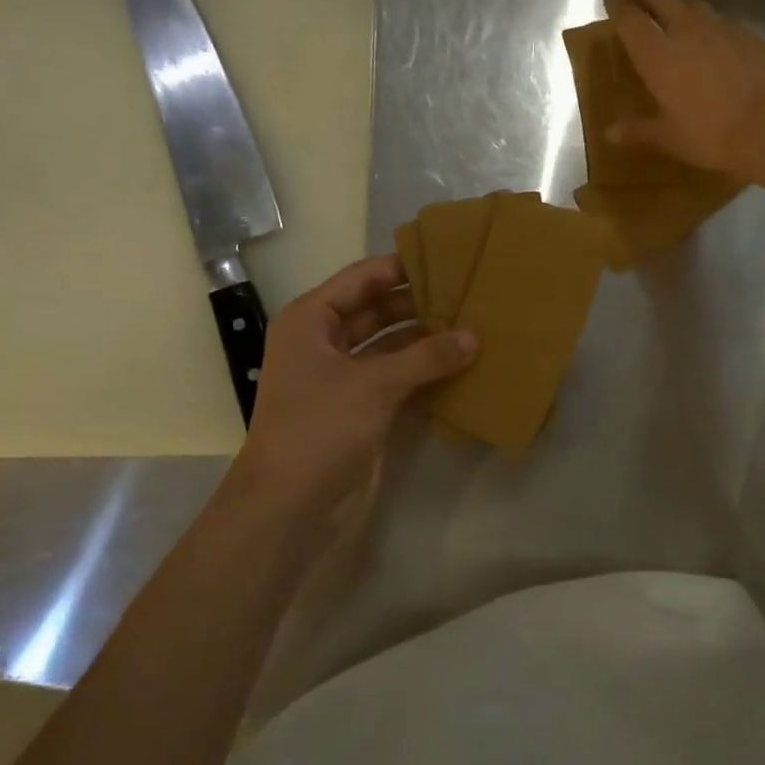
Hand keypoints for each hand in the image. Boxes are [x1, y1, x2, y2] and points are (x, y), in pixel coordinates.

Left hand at [235, 255, 475, 537]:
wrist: (289, 507)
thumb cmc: (320, 427)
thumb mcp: (374, 384)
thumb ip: (427, 356)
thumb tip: (474, 337)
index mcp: (312, 320)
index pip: (362, 279)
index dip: (402, 267)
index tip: (447, 257)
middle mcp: (325, 343)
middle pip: (378, 311)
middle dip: (420, 305)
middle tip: (469, 294)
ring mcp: (343, 379)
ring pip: (391, 347)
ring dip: (426, 341)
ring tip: (474, 326)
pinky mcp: (361, 410)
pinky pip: (398, 379)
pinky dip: (425, 373)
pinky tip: (462, 365)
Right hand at [605, 0, 764, 180]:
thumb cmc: (713, 134)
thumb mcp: (670, 138)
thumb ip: (639, 131)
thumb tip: (610, 133)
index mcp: (658, 55)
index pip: (630, 20)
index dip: (618, 7)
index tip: (611, 1)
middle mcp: (686, 31)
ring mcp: (720, 28)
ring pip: (692, 3)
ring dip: (677, 2)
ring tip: (672, 11)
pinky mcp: (748, 34)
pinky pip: (720, 20)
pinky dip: (708, 21)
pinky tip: (712, 36)